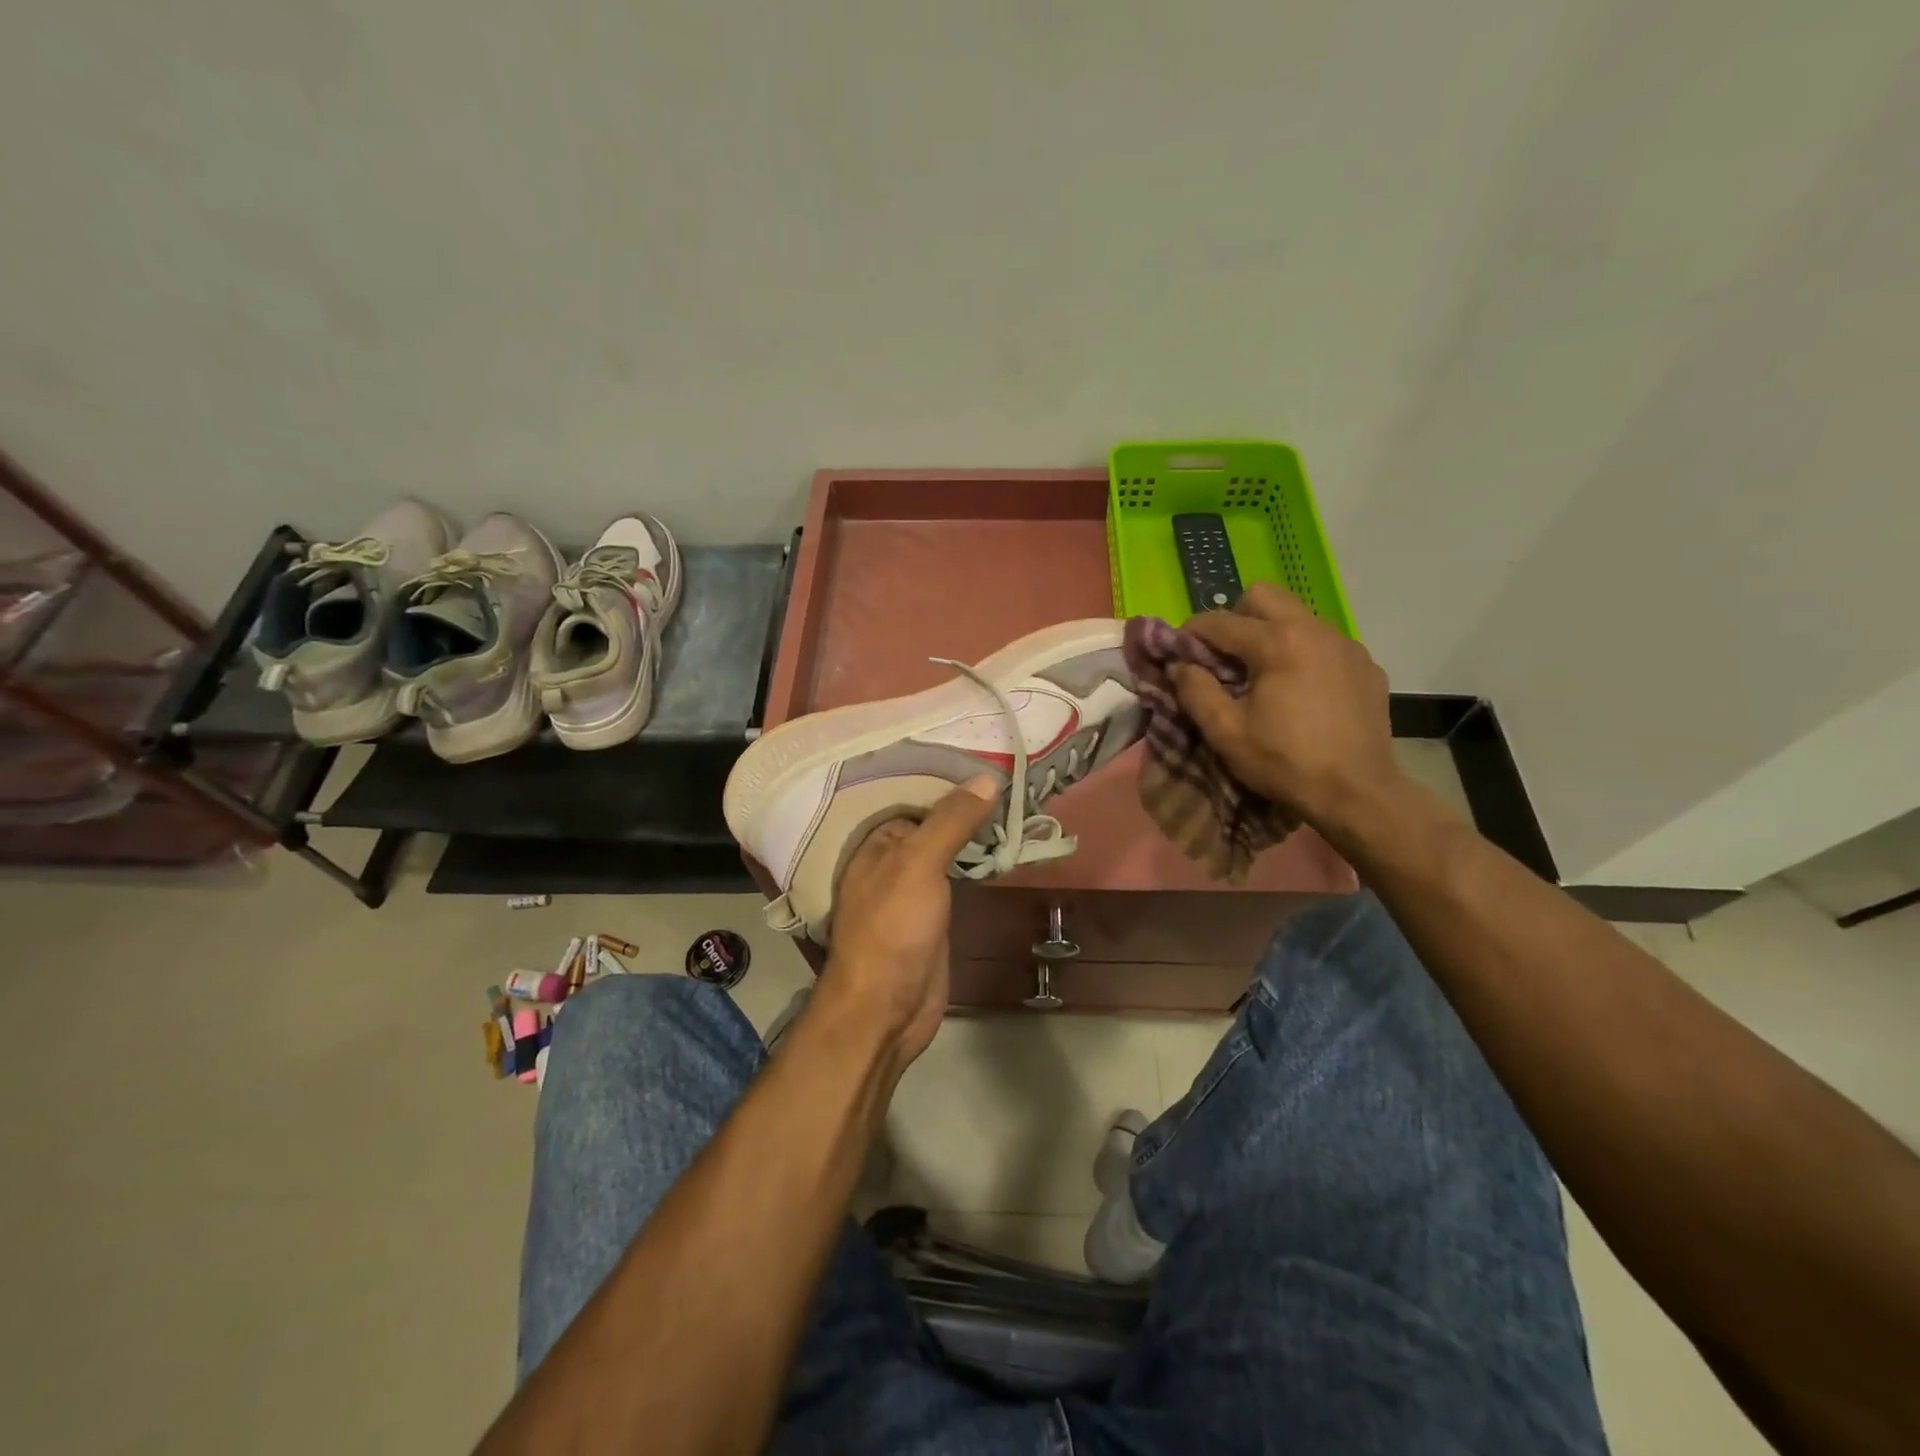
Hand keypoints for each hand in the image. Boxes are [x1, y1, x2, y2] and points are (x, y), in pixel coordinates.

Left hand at [816, 777, 999, 1068]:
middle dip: (966, 804)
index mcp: (876, 842)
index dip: (948, 778)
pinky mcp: (934, 915)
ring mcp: (914, 889)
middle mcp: (892, 861)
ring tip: (1015, 800)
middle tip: (1011, 774)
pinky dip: (976, 862)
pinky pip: (957, 877)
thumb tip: (987, 778)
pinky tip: (1002, 846)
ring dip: (975, 832)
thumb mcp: (918, 865)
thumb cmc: (893, 930)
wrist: (887, 1010)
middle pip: (934, 822)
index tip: (988, 756)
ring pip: (948, 849)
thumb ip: (950, 822)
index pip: (915, 797)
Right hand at [1171, 583, 1401, 832]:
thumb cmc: (1284, 762)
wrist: (1358, 793)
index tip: (1179, 652)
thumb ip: (1195, 690)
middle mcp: (1315, 630)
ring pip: (1297, 616)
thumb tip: (1179, 664)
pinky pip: (1325, 643)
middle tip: (1225, 656)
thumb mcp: (1226, 732)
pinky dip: (1303, 654)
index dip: (1191, 633)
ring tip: (1263, 675)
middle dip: (1236, 617)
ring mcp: (1346, 645)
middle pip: (1264, 595)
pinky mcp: (1366, 665)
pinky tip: (1301, 691)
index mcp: (1277, 642)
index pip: (1220, 620)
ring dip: (1271, 633)